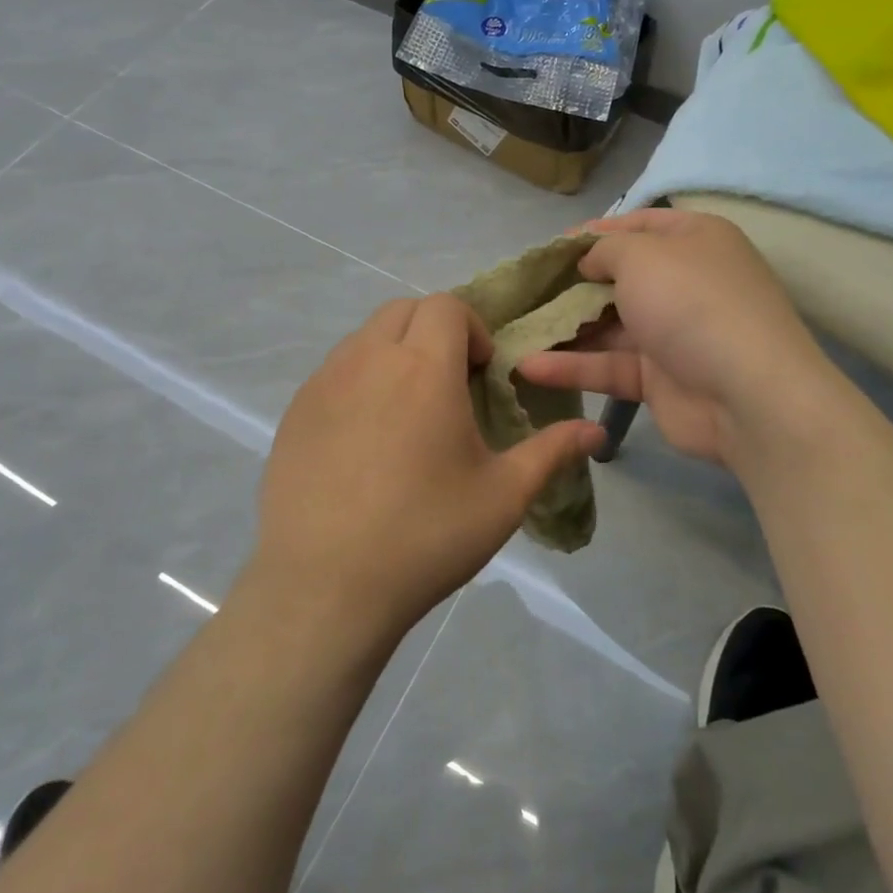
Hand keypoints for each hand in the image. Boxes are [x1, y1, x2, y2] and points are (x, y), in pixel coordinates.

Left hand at [252, 294, 603, 645]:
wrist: (325, 586)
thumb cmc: (426, 535)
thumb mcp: (502, 496)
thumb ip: (551, 452)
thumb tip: (597, 433)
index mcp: (423, 367)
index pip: (447, 306)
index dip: (472, 328)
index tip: (480, 375)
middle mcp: (368, 359)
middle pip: (404, 310)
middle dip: (433, 332)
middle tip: (449, 388)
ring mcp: (323, 383)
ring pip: (365, 338)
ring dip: (394, 354)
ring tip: (407, 415)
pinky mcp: (294, 412)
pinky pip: (333, 373)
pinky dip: (358, 382)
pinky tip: (365, 442)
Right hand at [517, 209, 831, 467]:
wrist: (748, 395)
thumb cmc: (692, 304)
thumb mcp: (643, 256)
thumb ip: (606, 250)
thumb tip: (589, 262)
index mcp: (693, 240)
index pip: (638, 225)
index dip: (594, 233)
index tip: (551, 249)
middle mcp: (684, 282)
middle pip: (619, 277)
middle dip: (572, 285)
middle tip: (526, 292)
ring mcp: (672, 333)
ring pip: (608, 326)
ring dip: (564, 329)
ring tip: (514, 332)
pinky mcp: (659, 379)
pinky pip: (609, 365)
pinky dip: (572, 366)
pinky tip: (528, 367)